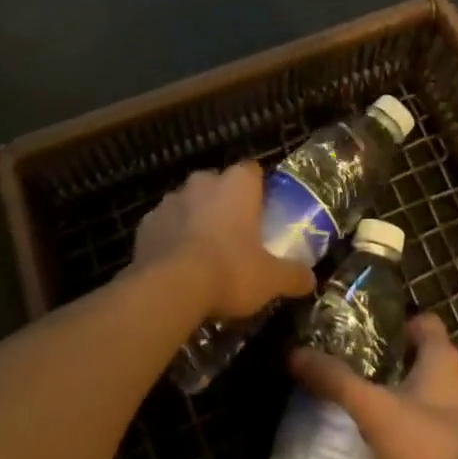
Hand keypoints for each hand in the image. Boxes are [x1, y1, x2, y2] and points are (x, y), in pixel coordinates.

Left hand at [132, 163, 315, 320]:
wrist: (170, 287)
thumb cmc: (230, 271)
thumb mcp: (270, 279)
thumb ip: (292, 275)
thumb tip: (311, 279)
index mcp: (237, 185)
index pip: (252, 171)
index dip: (256, 189)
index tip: (260, 211)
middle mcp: (203, 182)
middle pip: (218, 184)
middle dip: (223, 203)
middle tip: (233, 235)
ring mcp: (171, 200)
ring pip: (188, 203)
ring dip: (195, 219)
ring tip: (202, 253)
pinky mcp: (146, 223)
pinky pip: (164, 225)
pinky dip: (170, 237)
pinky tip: (175, 264)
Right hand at [291, 312, 457, 458]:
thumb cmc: (426, 442)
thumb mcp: (373, 408)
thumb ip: (335, 380)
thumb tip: (295, 354)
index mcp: (442, 357)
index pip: (424, 322)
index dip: (399, 324)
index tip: (369, 335)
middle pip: (426, 357)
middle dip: (395, 361)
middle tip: (358, 369)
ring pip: (431, 392)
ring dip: (405, 395)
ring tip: (368, 406)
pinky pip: (436, 425)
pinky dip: (415, 427)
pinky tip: (389, 443)